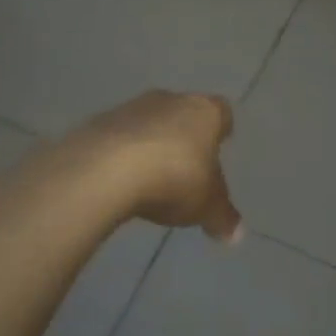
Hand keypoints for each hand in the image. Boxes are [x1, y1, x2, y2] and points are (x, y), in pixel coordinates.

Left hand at [66, 91, 240, 241]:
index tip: (220, 143)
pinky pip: (117, 137)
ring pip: (148, 122)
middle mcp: (170, 100)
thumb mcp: (206, 206)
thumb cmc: (173, 179)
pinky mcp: (98, 122)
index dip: (221, 128)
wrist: (105, 170)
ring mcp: (131, 108)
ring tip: (150, 177)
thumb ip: (223, 217)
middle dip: (185, 135)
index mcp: (204, 112)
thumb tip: (237, 234)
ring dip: (151, 143)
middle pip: (183, 113)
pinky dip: (121, 153)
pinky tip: (119, 180)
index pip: (221, 112)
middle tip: (186, 164)